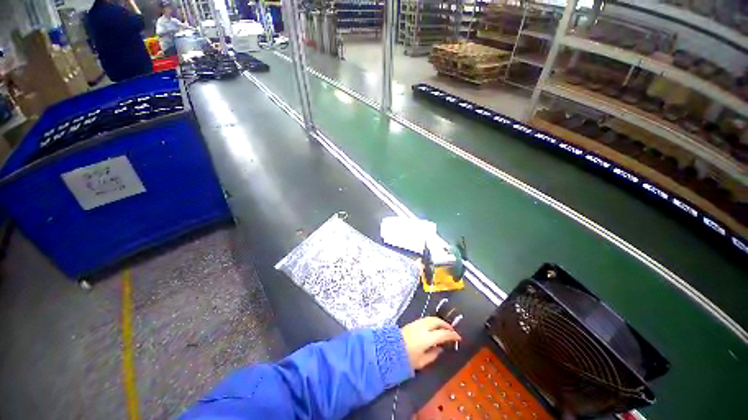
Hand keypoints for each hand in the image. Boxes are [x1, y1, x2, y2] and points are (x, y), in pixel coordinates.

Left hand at [401, 317, 461, 370]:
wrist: (390, 349)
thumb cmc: (407, 358)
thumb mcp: (422, 361)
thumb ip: (433, 355)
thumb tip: (440, 349)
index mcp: (427, 337)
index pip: (443, 334)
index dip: (452, 335)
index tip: (458, 337)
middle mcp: (423, 327)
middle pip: (437, 321)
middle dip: (446, 325)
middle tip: (452, 330)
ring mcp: (417, 323)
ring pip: (431, 318)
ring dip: (439, 321)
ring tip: (444, 328)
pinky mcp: (412, 322)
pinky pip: (426, 319)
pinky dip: (433, 321)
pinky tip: (434, 327)